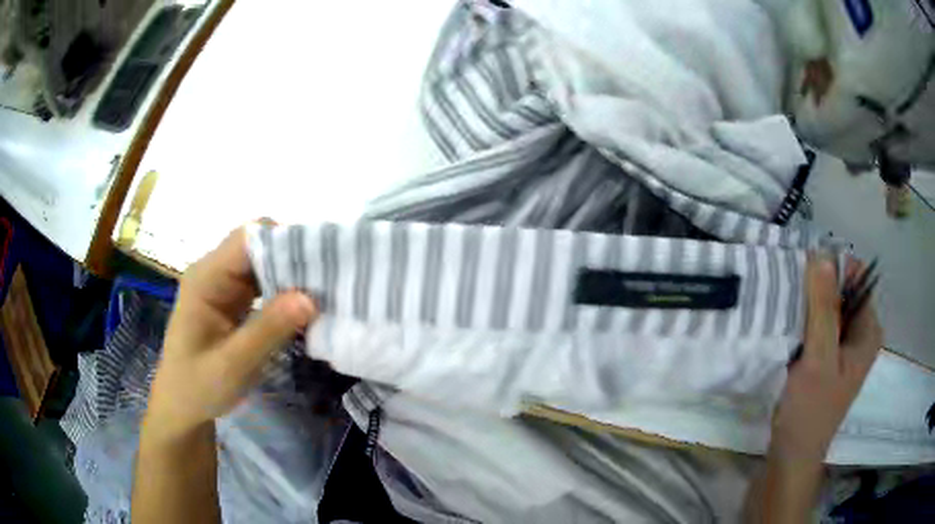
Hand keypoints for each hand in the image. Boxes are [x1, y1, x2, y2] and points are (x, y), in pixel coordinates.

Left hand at [145, 227, 316, 440]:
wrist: (180, 406)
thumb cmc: (198, 387)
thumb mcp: (232, 365)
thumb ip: (268, 331)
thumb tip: (310, 298)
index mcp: (205, 278)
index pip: (248, 239)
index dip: (284, 243)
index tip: (319, 265)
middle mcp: (213, 272)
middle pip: (258, 245)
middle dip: (293, 258)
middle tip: (327, 283)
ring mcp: (223, 284)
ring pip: (264, 261)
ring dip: (291, 274)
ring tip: (322, 293)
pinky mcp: (231, 299)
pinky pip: (262, 282)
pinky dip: (284, 290)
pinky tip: (303, 305)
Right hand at [770, 256, 882, 463]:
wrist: (790, 457)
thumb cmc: (810, 411)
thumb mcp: (819, 357)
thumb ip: (823, 308)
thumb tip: (821, 254)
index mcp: (868, 331)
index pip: (857, 280)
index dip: (833, 269)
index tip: (805, 269)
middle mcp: (860, 335)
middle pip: (842, 293)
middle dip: (818, 287)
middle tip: (790, 289)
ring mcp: (843, 349)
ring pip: (828, 310)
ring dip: (808, 305)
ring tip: (784, 303)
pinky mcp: (826, 360)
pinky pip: (818, 328)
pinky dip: (804, 322)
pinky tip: (786, 325)